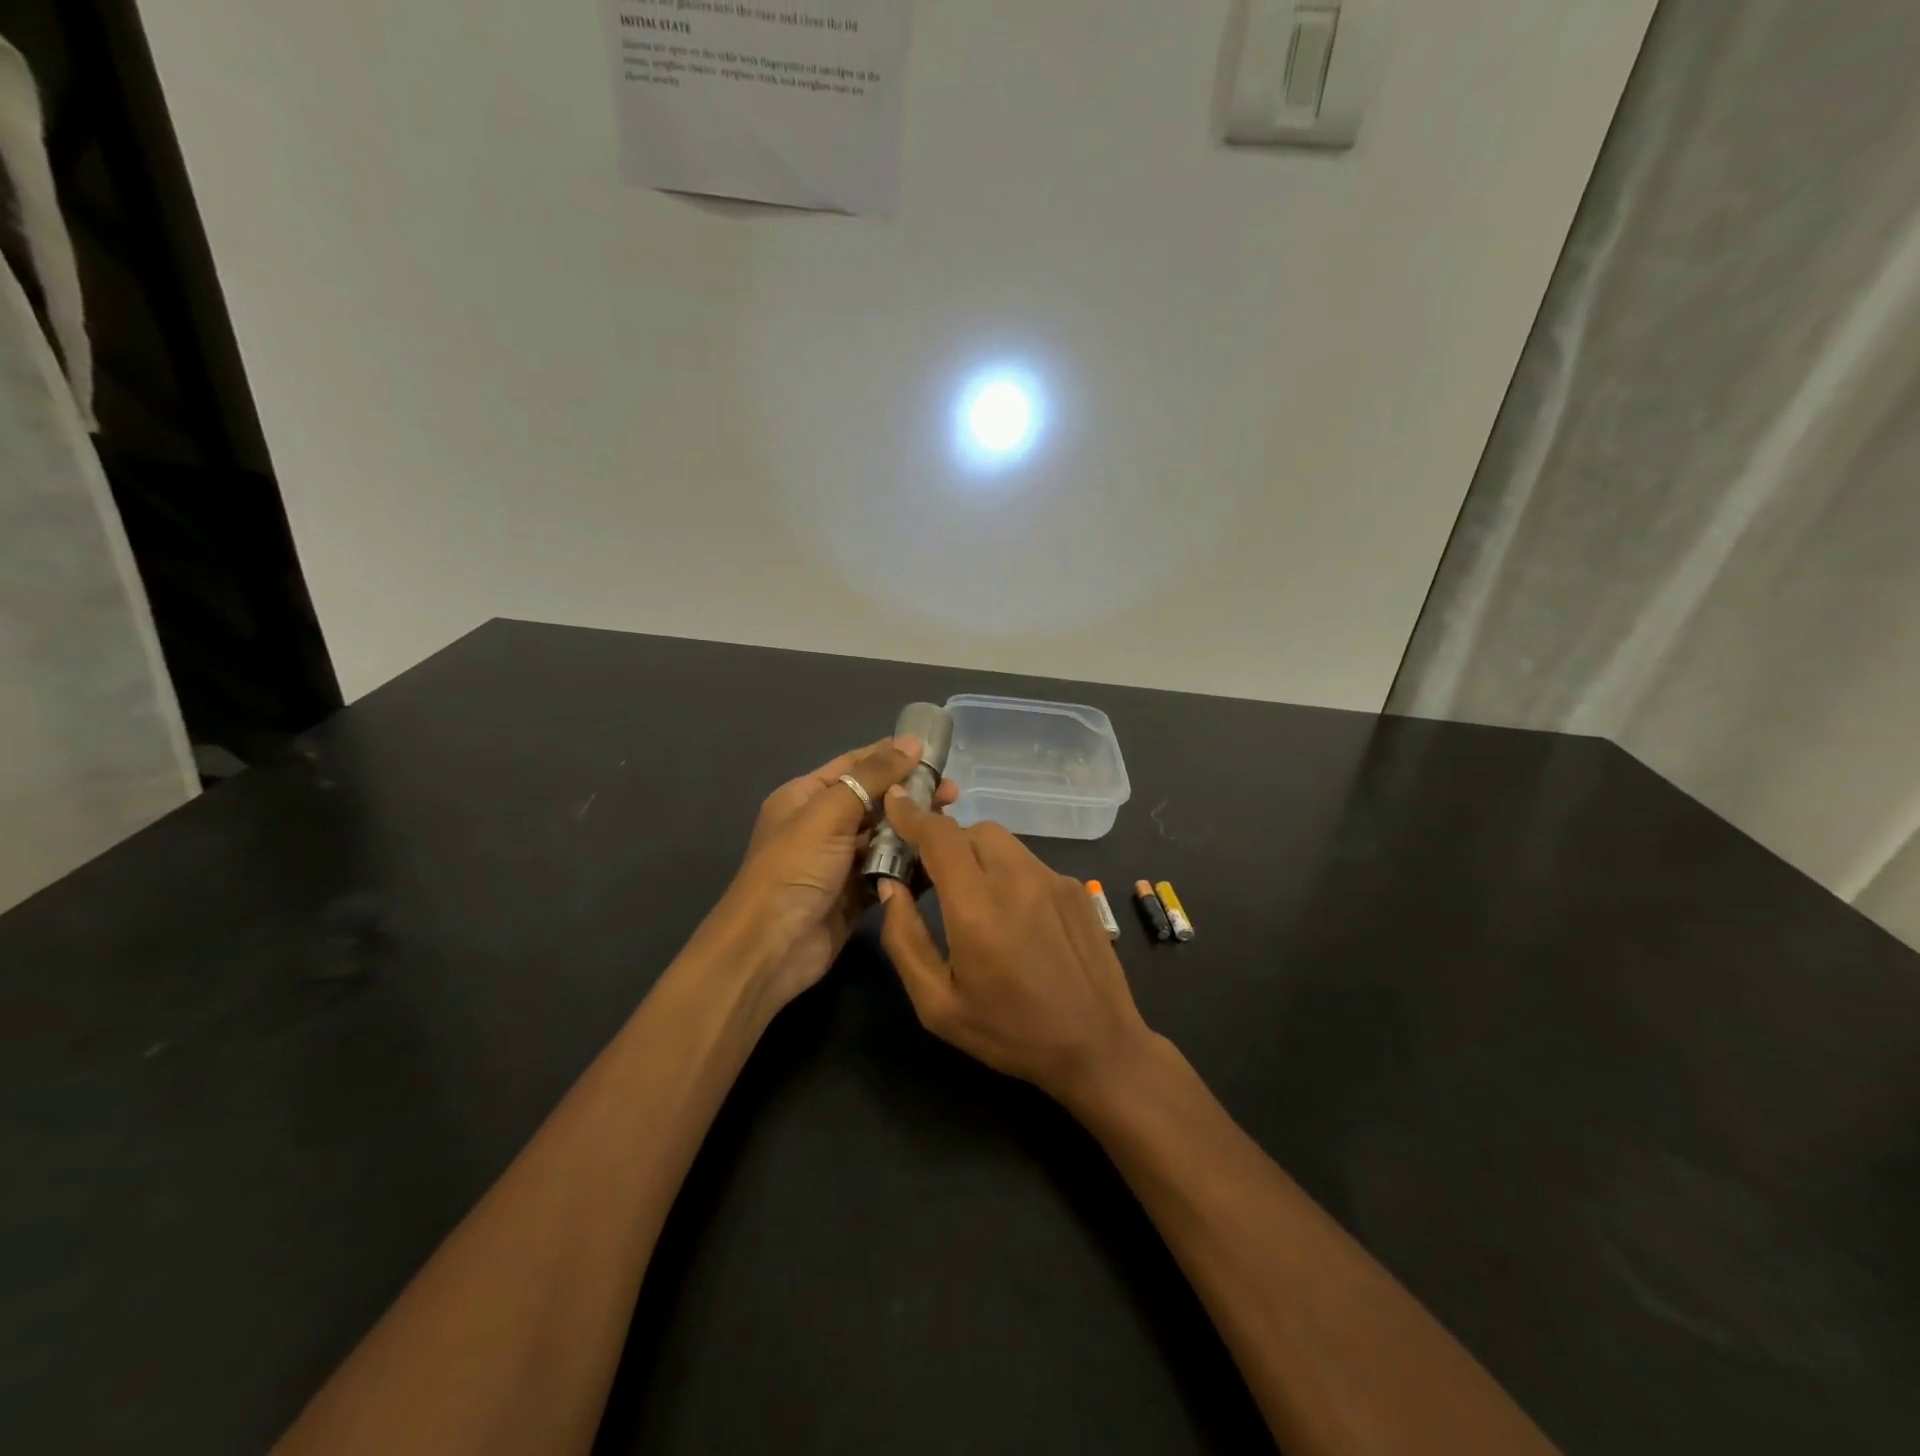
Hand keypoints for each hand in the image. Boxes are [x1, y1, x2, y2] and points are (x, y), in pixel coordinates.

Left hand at [708, 737, 957, 1015]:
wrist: (770, 948)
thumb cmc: (795, 869)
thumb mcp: (830, 812)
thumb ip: (872, 776)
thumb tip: (913, 742)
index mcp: (807, 796)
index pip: (856, 765)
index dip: (894, 756)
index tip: (936, 755)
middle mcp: (822, 825)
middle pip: (874, 801)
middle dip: (911, 795)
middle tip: (953, 795)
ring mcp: (839, 862)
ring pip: (884, 837)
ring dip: (913, 831)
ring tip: (950, 827)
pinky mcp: (854, 894)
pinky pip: (887, 871)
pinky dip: (909, 866)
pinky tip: (939, 859)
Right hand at [875, 787, 1157, 1108]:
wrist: (1099, 1046)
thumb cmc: (1010, 1032)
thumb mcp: (938, 1004)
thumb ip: (905, 939)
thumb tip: (891, 887)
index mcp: (977, 907)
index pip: (940, 835)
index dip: (912, 815)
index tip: (894, 803)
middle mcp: (1017, 879)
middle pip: (971, 830)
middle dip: (944, 842)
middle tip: (931, 876)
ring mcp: (1052, 879)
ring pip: (1002, 841)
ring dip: (976, 853)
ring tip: (972, 897)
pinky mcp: (1075, 888)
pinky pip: (1029, 862)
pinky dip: (1007, 871)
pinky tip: (1013, 916)